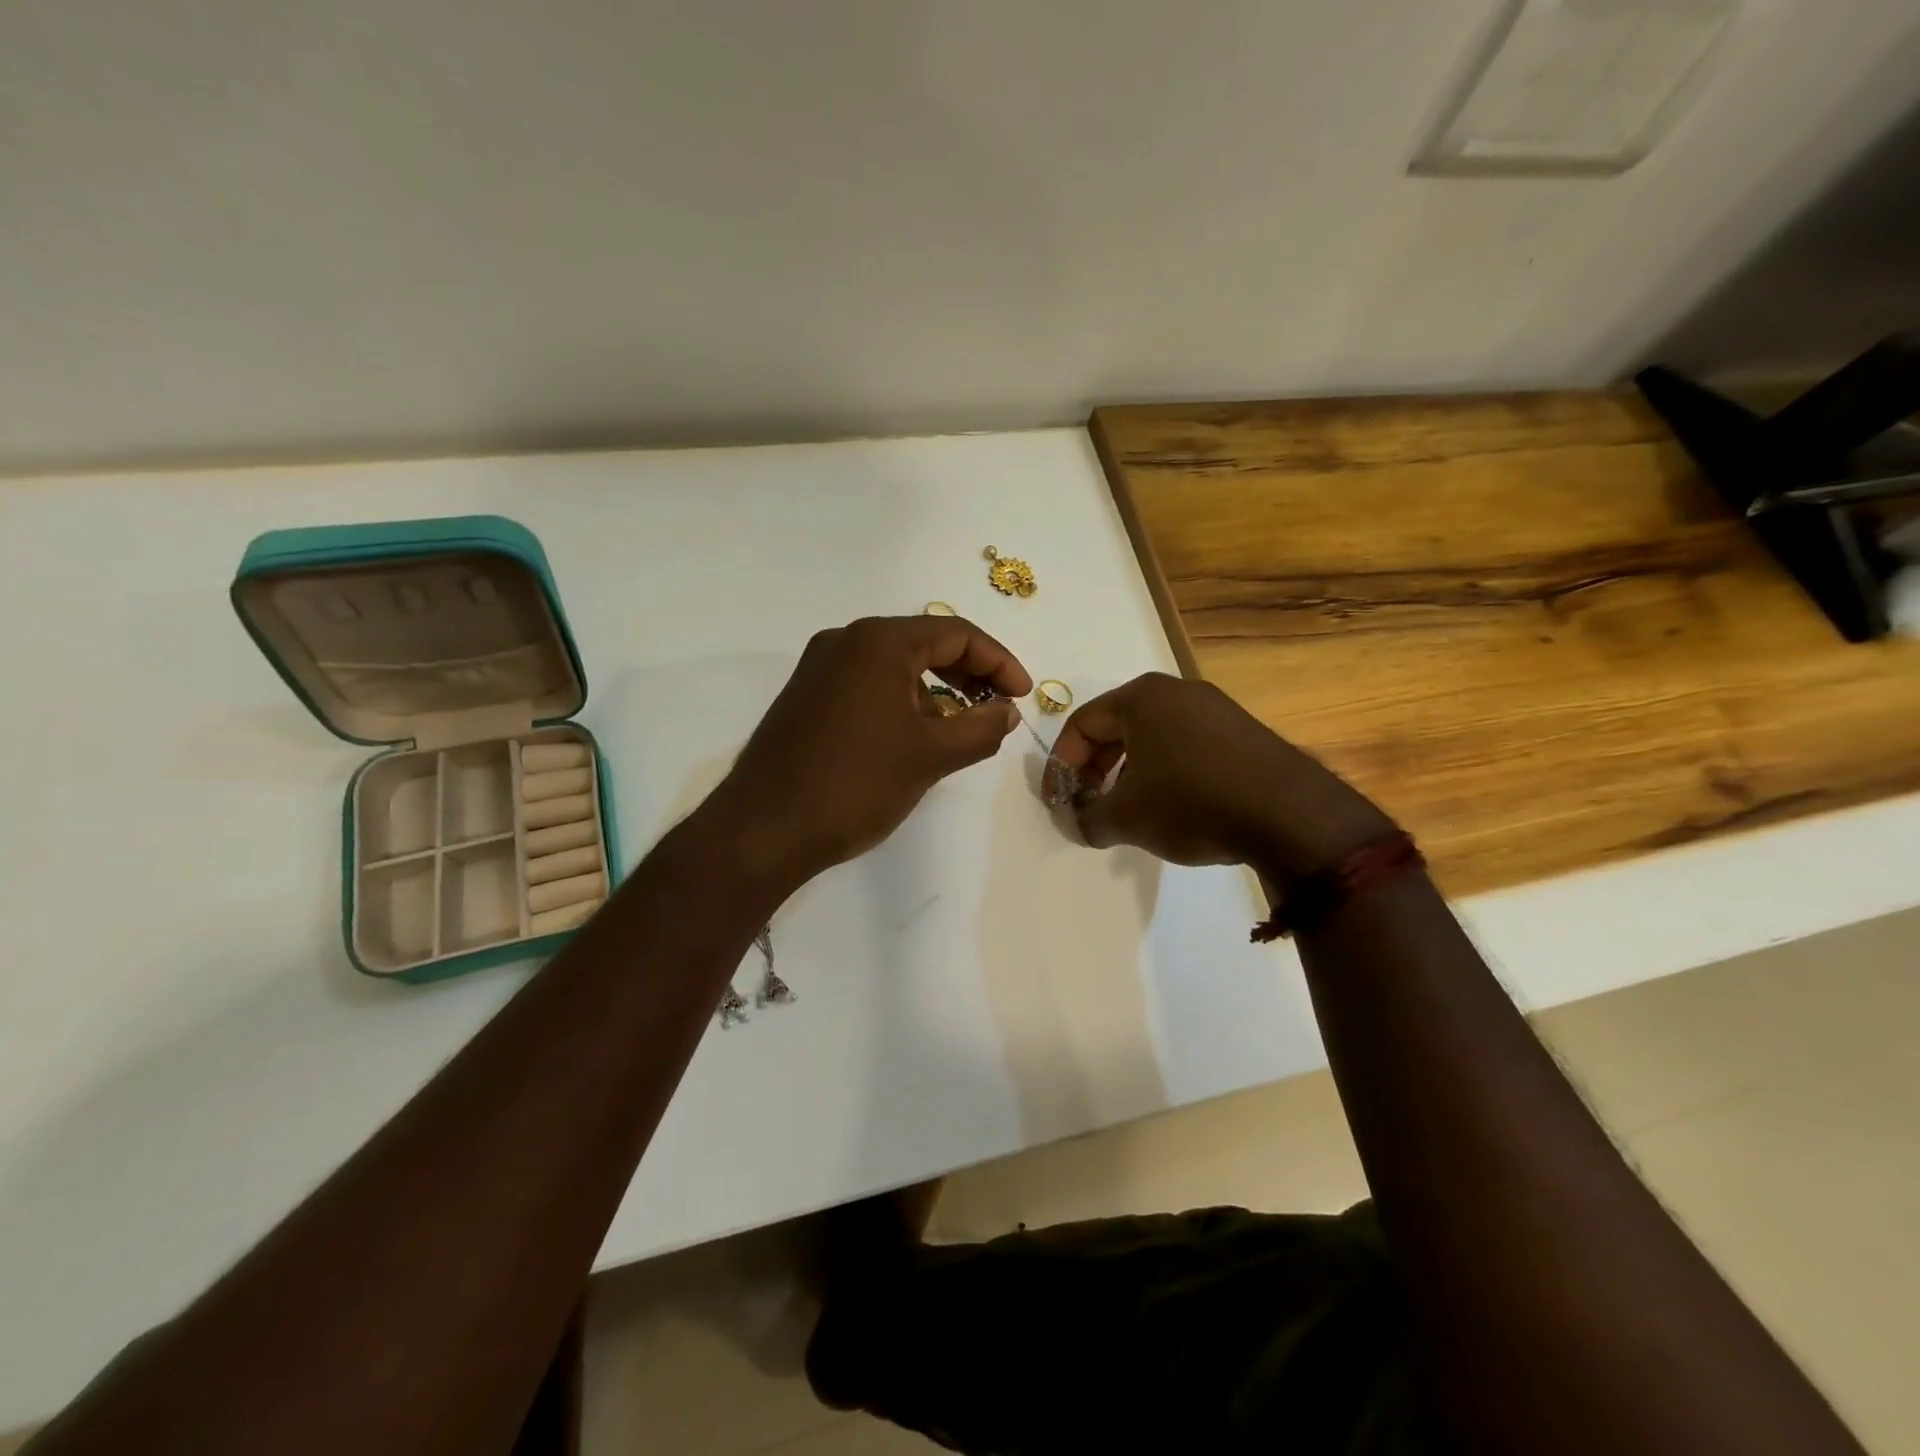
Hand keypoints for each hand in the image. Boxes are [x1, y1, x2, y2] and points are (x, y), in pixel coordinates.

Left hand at [710, 616, 1031, 888]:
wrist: (763, 829)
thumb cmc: (854, 784)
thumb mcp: (930, 757)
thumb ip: (979, 728)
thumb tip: (1006, 712)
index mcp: (878, 642)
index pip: (956, 633)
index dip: (999, 662)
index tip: (1022, 696)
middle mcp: (846, 641)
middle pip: (925, 643)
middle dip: (969, 673)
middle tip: (998, 706)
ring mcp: (820, 668)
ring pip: (896, 666)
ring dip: (936, 690)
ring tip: (961, 729)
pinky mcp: (807, 697)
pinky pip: (869, 684)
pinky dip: (903, 702)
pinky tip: (916, 738)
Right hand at [1043, 673, 1393, 882]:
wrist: (1290, 815)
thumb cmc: (1191, 803)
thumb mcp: (1125, 817)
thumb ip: (1086, 819)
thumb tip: (1076, 823)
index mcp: (1141, 697)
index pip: (1081, 724)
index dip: (1060, 765)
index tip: (1057, 801)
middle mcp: (1177, 691)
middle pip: (1116, 728)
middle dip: (1095, 770)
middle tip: (1089, 806)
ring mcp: (1215, 709)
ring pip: (1152, 739)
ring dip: (1128, 774)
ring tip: (1127, 811)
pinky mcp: (1243, 733)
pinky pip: (1186, 747)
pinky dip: (1165, 774)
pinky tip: (1172, 808)